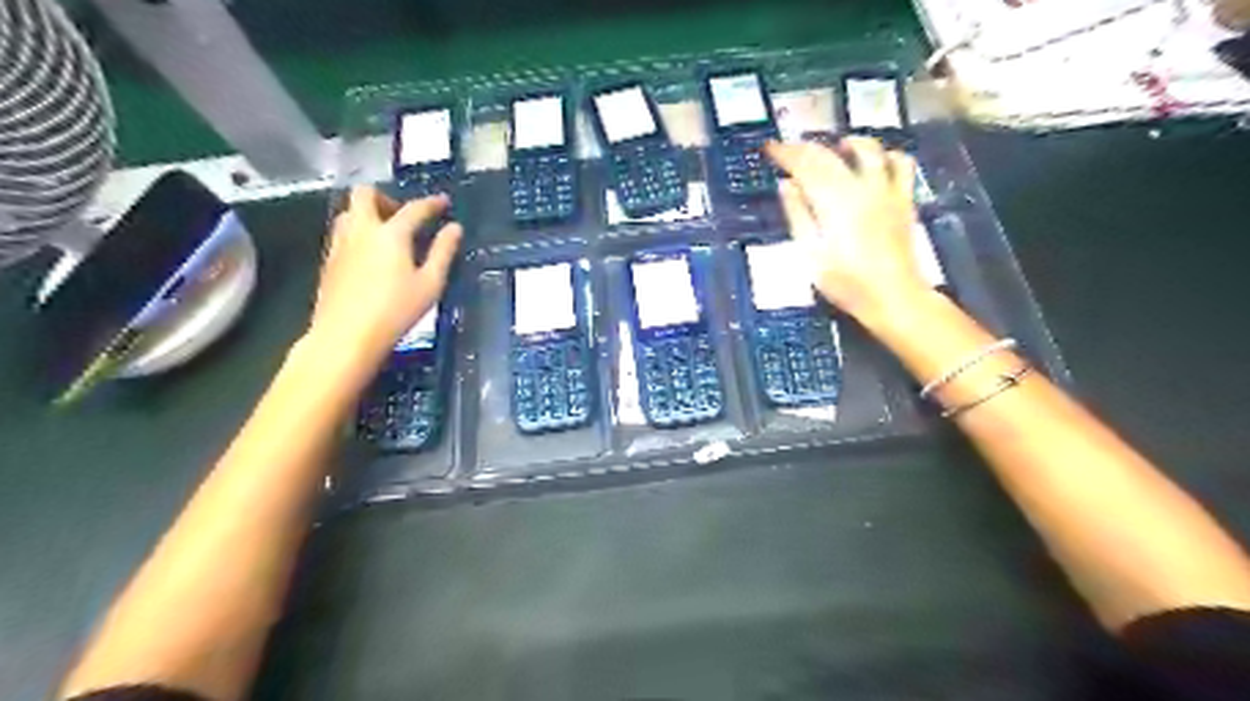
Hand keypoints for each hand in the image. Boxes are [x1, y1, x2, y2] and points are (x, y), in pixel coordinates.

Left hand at [306, 184, 462, 363]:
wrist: (345, 336)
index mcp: (391, 234)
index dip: (432, 203)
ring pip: (349, 211)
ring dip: (368, 213)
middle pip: (365, 194)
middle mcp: (362, 230)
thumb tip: (454, 229)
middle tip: (403, 216)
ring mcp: (340, 244)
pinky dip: (358, 232)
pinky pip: (342, 232)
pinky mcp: (328, 261)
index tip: (443, 202)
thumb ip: (443, 253)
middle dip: (386, 197)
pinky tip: (370, 255)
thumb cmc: (395, 311)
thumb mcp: (430, 284)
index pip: (414, 209)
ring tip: (387, 235)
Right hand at [767, 136, 931, 326]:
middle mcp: (860, 186)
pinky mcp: (903, 199)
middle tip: (789, 150)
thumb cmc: (845, 282)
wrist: (892, 296)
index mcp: (833, 200)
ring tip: (834, 149)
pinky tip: (876, 163)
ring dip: (847, 143)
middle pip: (830, 154)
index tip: (769, 148)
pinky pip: (900, 163)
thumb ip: (798, 214)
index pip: (804, 164)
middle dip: (805, 147)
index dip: (785, 153)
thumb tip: (786, 184)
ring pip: (869, 148)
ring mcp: (886, 190)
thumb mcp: (811, 253)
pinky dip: (886, 155)